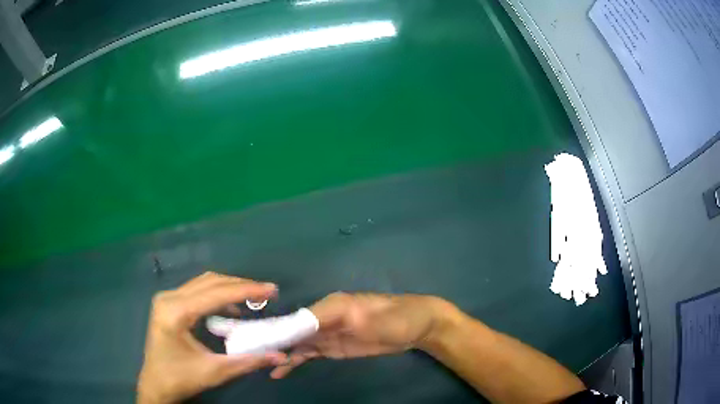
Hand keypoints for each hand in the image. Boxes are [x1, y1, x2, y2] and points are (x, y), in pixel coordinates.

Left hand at [137, 272, 287, 403]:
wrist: (156, 384)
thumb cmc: (182, 378)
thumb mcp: (216, 372)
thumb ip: (249, 361)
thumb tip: (280, 355)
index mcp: (176, 312)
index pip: (216, 294)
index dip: (247, 290)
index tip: (272, 290)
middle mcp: (168, 297)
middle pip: (210, 282)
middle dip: (240, 285)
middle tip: (267, 292)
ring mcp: (166, 298)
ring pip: (203, 283)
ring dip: (229, 288)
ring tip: (253, 296)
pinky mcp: (168, 303)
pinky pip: (196, 291)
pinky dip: (217, 295)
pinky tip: (231, 308)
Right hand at [270, 292, 450, 378]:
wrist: (417, 327)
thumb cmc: (395, 318)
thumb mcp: (366, 317)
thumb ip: (334, 318)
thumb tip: (299, 323)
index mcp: (329, 306)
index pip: (296, 319)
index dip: (277, 331)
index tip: (258, 344)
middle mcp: (322, 317)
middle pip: (292, 331)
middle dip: (273, 343)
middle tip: (251, 357)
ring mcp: (326, 333)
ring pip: (297, 343)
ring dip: (281, 353)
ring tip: (261, 366)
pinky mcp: (332, 346)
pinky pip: (309, 353)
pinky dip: (294, 360)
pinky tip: (281, 370)